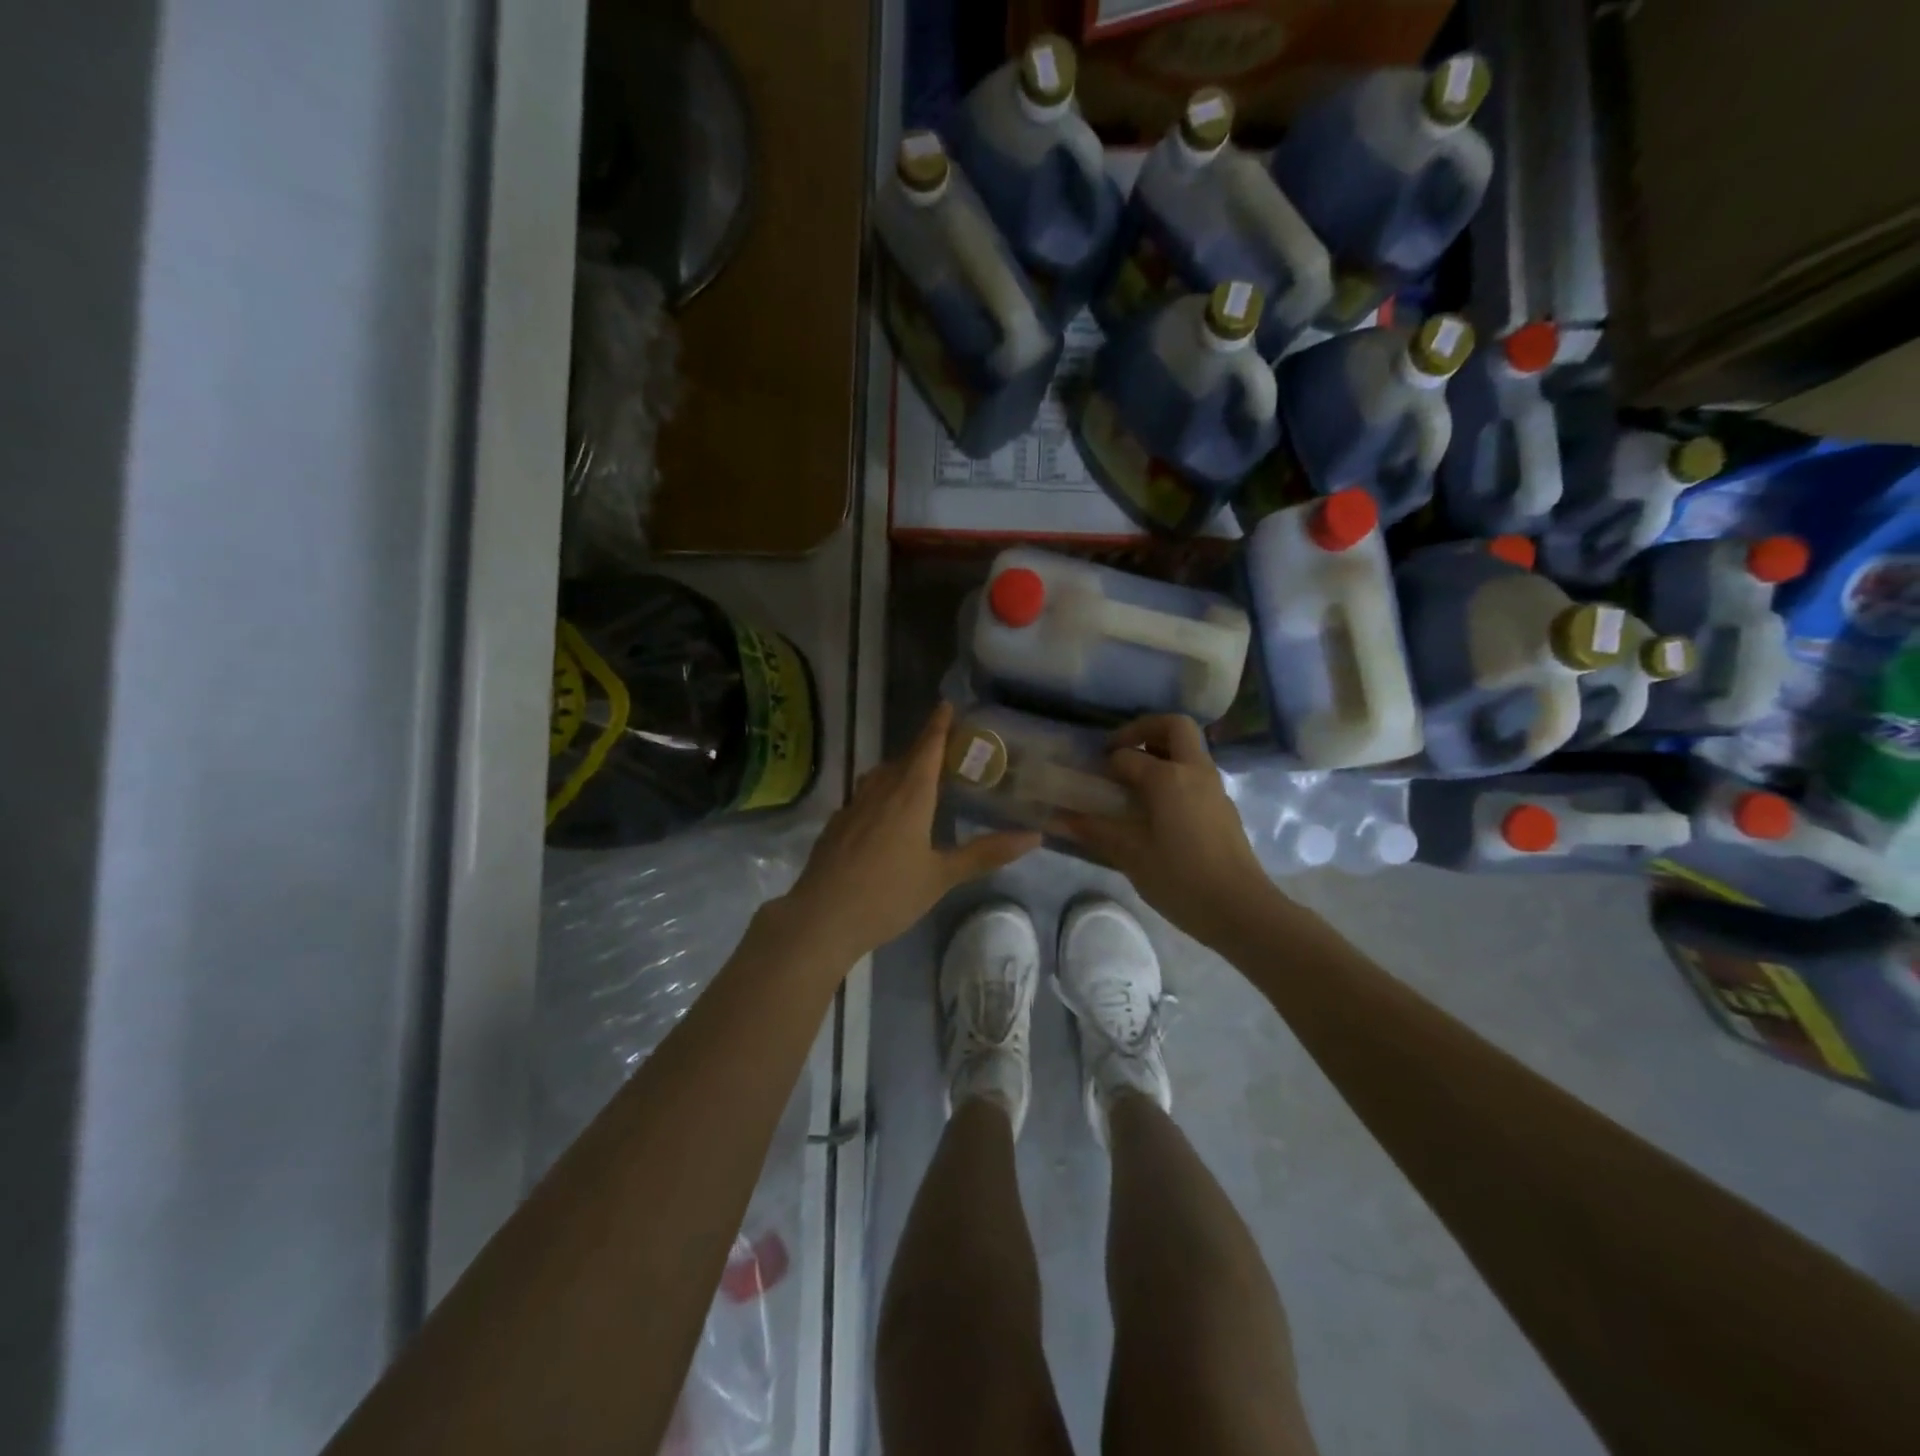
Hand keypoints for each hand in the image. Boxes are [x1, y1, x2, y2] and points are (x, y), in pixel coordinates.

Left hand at [778, 702, 1040, 962]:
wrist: (822, 918)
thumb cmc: (888, 895)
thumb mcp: (942, 876)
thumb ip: (986, 853)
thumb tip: (1035, 836)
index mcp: (909, 795)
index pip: (927, 748)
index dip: (938, 726)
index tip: (946, 705)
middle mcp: (879, 791)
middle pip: (904, 759)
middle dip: (924, 749)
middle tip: (945, 748)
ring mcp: (852, 807)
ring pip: (880, 776)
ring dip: (899, 769)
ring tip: (917, 778)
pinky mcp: (835, 825)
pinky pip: (863, 796)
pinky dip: (879, 792)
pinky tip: (883, 814)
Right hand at [1052, 714, 1270, 944]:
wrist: (1241, 910)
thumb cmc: (1180, 879)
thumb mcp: (1131, 855)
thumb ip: (1095, 830)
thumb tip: (1057, 819)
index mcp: (1168, 777)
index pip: (1127, 755)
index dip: (1105, 763)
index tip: (1090, 777)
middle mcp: (1194, 771)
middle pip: (1173, 726)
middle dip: (1143, 729)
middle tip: (1120, 751)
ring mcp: (1214, 787)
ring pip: (1189, 749)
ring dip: (1161, 751)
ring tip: (1134, 782)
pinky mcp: (1223, 806)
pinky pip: (1196, 773)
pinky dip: (1175, 774)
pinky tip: (1158, 809)